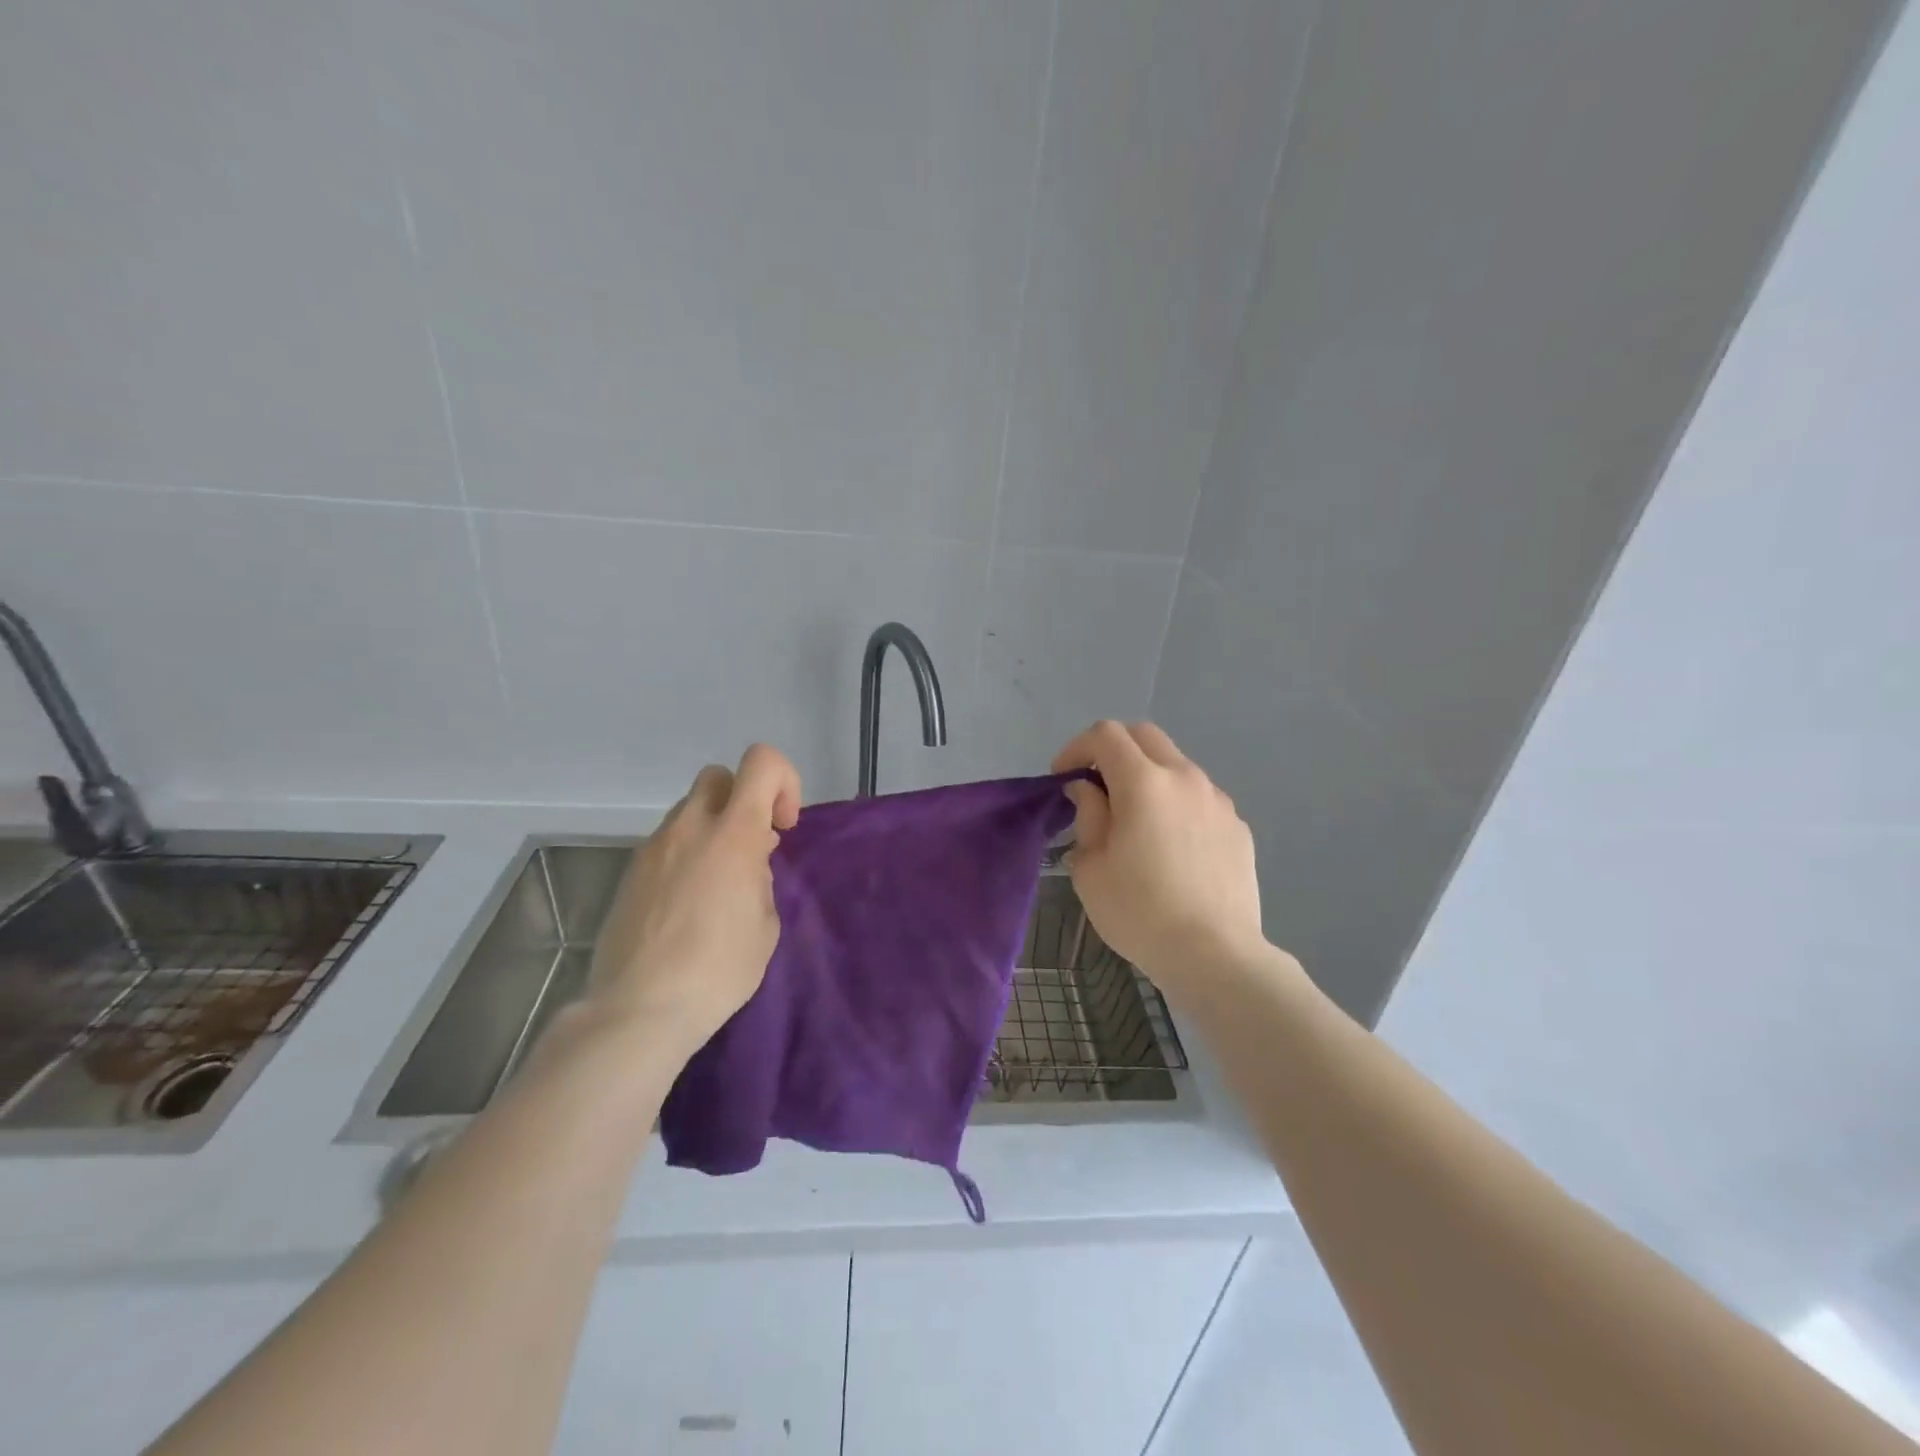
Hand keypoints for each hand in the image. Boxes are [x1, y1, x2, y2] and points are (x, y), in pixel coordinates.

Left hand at [583, 744, 801, 1058]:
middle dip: (742, 800)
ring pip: (689, 812)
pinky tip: (688, 905)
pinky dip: (686, 856)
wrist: (640, 1007)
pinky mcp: (630, 873)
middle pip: (718, 778)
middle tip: (753, 848)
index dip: (783, 781)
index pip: (761, 762)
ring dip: (712, 830)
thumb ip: (760, 878)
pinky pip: (667, 844)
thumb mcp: (766, 923)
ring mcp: (653, 847)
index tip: (782, 827)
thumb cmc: (720, 968)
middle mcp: (690, 826)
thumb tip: (746, 864)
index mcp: (734, 832)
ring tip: (719, 884)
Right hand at [1052, 721, 1270, 994]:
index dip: (1077, 748)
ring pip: (1175, 764)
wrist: (1215, 955)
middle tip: (1096, 786)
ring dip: (1148, 775)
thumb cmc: (1139, 912)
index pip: (1105, 734)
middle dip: (1113, 750)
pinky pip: (1199, 797)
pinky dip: (1176, 803)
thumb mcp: (1090, 866)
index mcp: (1144, 782)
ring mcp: (1217, 800)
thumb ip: (1087, 815)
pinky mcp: (1237, 825)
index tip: (1064, 778)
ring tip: (1135, 819)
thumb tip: (1089, 790)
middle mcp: (1185, 777)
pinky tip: (1170, 845)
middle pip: (1144, 735)